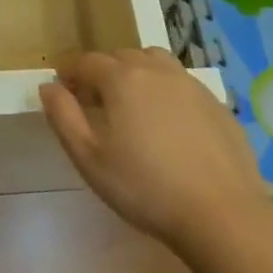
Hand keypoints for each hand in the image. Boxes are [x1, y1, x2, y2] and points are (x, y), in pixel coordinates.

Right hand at [41, 48, 272, 259]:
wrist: (223, 215)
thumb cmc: (145, 187)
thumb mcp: (89, 157)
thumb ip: (63, 116)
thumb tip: (48, 87)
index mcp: (121, 79)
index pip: (87, 61)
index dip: (71, 73)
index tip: (64, 91)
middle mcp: (155, 70)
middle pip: (121, 56)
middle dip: (102, 72)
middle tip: (95, 103)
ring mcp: (190, 85)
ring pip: (155, 62)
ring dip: (137, 73)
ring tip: (133, 105)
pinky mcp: (217, 104)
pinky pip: (182, 83)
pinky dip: (166, 91)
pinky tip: (169, 124)